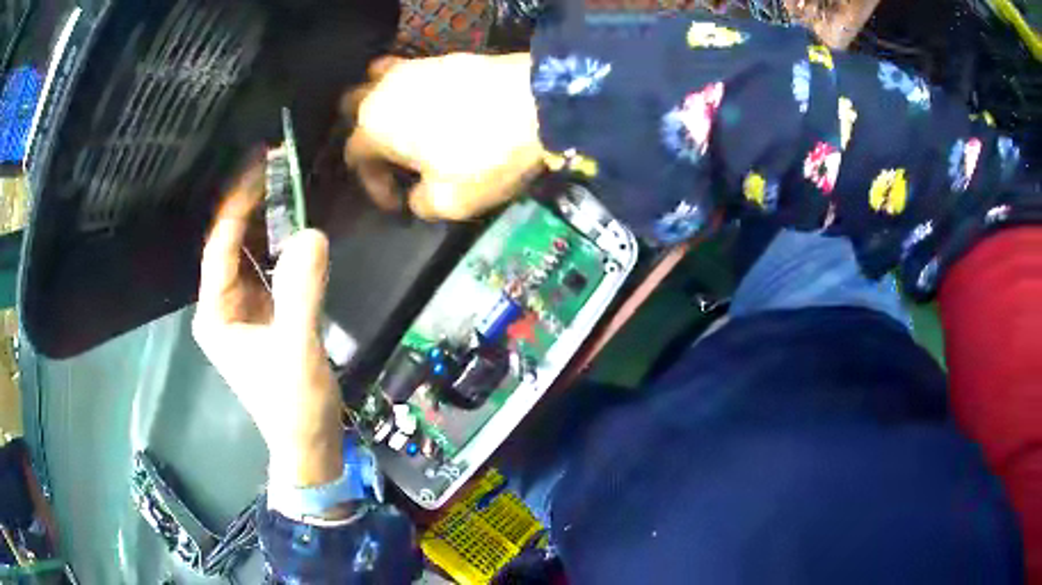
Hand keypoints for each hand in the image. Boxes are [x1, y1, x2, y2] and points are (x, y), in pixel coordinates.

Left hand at [193, 163, 342, 487]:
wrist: (310, 443)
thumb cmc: (294, 407)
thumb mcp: (297, 351)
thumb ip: (301, 294)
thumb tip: (312, 233)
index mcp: (216, 313)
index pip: (220, 247)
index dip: (237, 205)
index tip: (258, 166)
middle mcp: (223, 305)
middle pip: (232, 244)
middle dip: (251, 205)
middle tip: (277, 164)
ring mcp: (244, 310)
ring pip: (250, 254)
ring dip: (267, 220)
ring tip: (287, 181)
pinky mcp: (265, 314)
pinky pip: (268, 268)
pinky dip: (281, 245)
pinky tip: (296, 223)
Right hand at [345, 53, 543, 220]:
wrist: (538, 102)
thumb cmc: (485, 154)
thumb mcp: (450, 200)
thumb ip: (421, 203)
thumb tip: (417, 198)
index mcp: (374, 126)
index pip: (355, 157)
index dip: (372, 185)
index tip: (396, 204)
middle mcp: (384, 91)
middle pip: (353, 107)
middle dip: (362, 133)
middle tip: (387, 156)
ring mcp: (415, 67)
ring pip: (380, 80)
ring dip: (382, 102)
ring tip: (404, 124)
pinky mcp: (445, 57)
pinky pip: (413, 70)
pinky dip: (412, 87)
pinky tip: (433, 102)